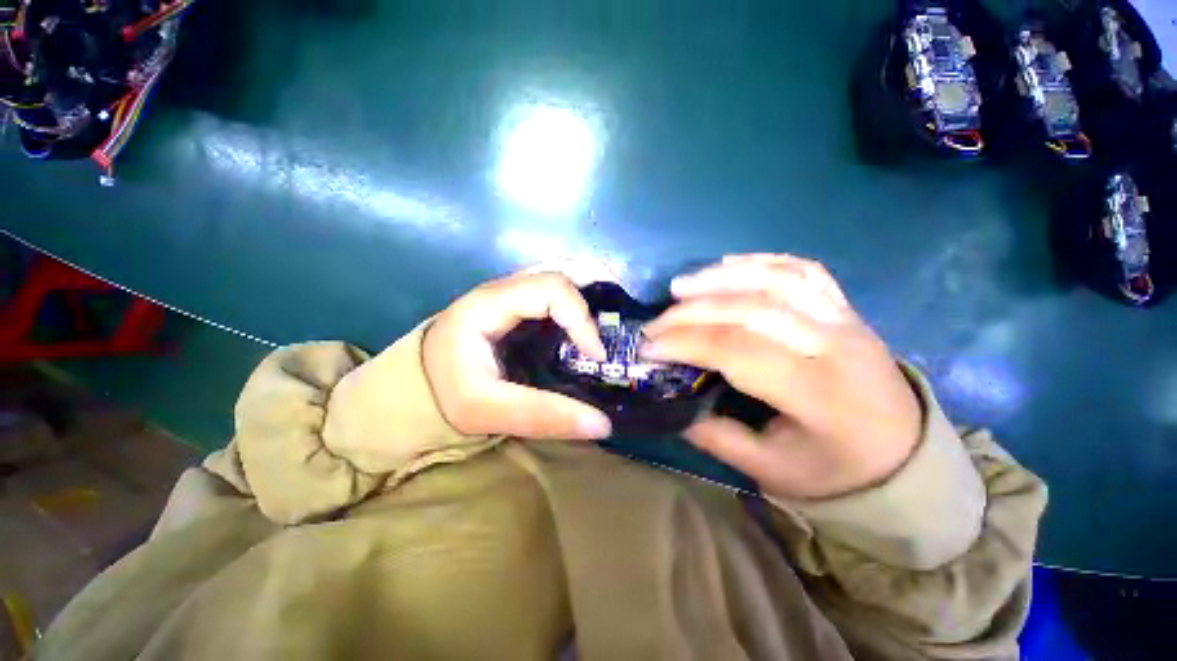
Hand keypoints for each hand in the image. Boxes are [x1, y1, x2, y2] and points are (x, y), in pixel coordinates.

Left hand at [423, 271, 612, 439]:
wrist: (418, 385)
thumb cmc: (447, 394)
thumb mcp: (488, 411)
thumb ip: (542, 417)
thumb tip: (603, 424)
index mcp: (490, 304)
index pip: (551, 289)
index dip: (582, 318)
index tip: (597, 355)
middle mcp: (503, 288)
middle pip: (560, 274)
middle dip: (595, 294)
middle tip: (616, 326)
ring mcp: (511, 293)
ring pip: (560, 278)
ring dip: (589, 296)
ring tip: (609, 324)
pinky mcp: (517, 305)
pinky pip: (555, 293)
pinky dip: (578, 305)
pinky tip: (589, 327)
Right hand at [641, 254, 921, 499]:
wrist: (901, 451)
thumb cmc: (835, 468)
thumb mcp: (771, 469)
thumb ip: (716, 436)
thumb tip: (670, 401)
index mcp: (820, 393)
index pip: (739, 350)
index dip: (686, 344)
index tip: (649, 348)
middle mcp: (836, 344)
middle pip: (751, 310)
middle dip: (692, 313)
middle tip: (655, 323)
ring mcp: (844, 317)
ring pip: (775, 279)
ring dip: (719, 279)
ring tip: (679, 287)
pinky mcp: (844, 306)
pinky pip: (800, 269)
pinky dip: (758, 262)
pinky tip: (725, 266)